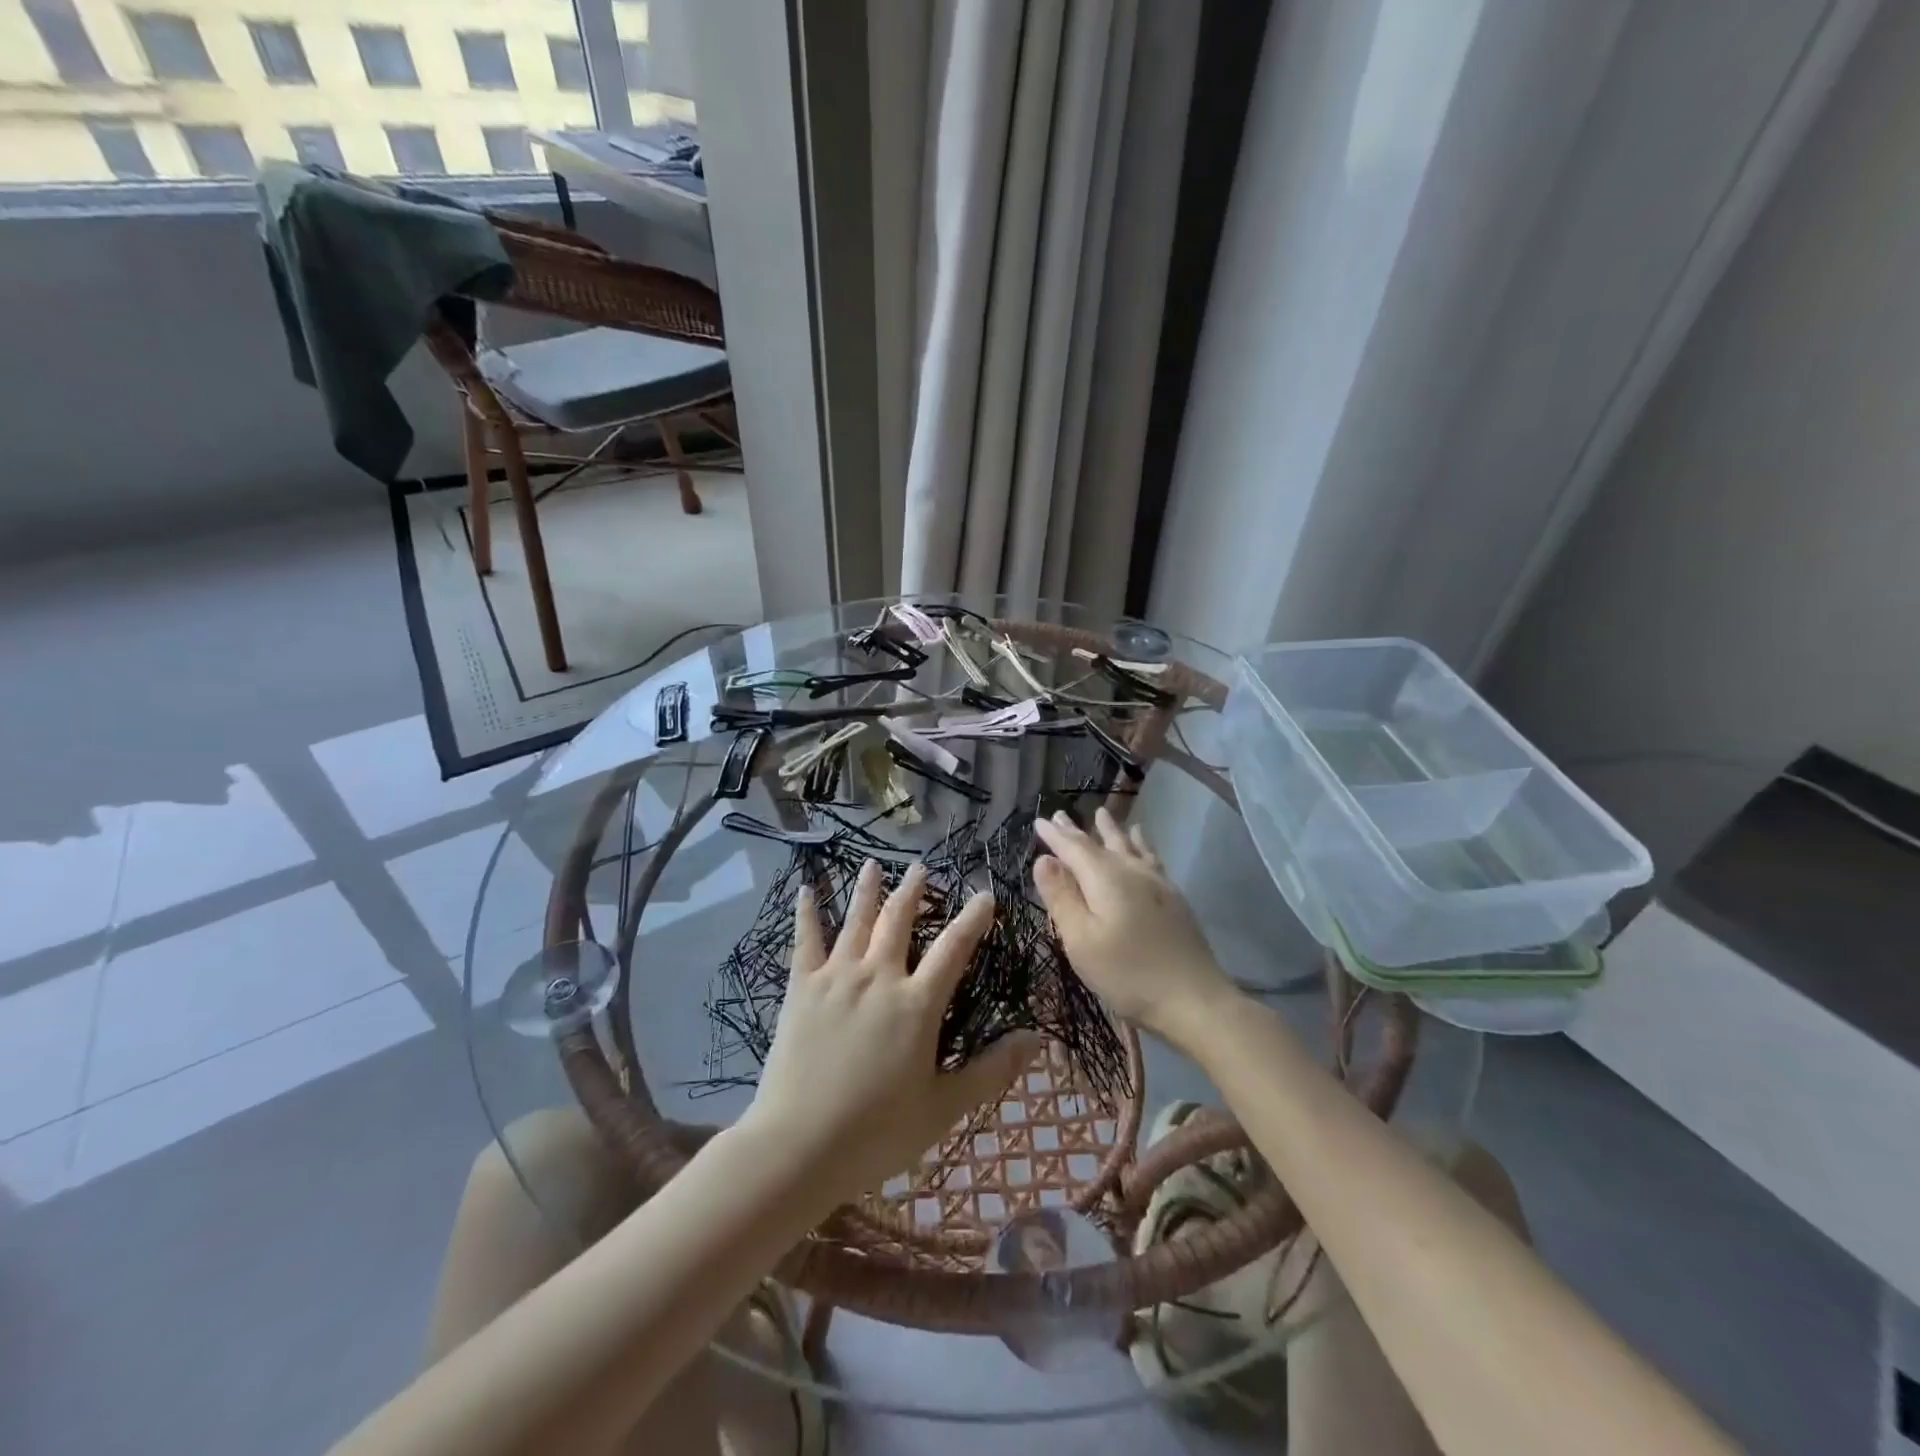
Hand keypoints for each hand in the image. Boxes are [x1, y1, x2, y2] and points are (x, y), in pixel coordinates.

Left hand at [741, 860, 1040, 1207]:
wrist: (798, 1146)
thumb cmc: (877, 1133)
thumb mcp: (944, 1107)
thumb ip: (992, 1070)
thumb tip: (1037, 1039)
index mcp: (917, 1004)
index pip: (954, 948)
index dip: (973, 919)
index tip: (985, 895)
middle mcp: (879, 977)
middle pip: (900, 920)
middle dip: (914, 890)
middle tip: (922, 867)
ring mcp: (837, 978)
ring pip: (856, 920)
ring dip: (868, 889)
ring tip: (874, 864)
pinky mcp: (802, 988)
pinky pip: (805, 940)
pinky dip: (806, 912)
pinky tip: (805, 889)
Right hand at [1032, 808, 1235, 1045]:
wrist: (1194, 999)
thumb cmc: (1128, 973)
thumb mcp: (1081, 940)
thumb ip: (1061, 897)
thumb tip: (1043, 859)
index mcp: (1105, 878)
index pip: (1073, 848)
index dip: (1055, 835)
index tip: (1039, 821)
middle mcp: (1131, 871)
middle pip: (1101, 843)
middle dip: (1079, 830)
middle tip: (1062, 813)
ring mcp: (1157, 882)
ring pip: (1129, 846)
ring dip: (1112, 830)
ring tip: (1103, 815)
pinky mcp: (1173, 897)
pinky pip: (1151, 857)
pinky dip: (1141, 844)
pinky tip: (1143, 845)